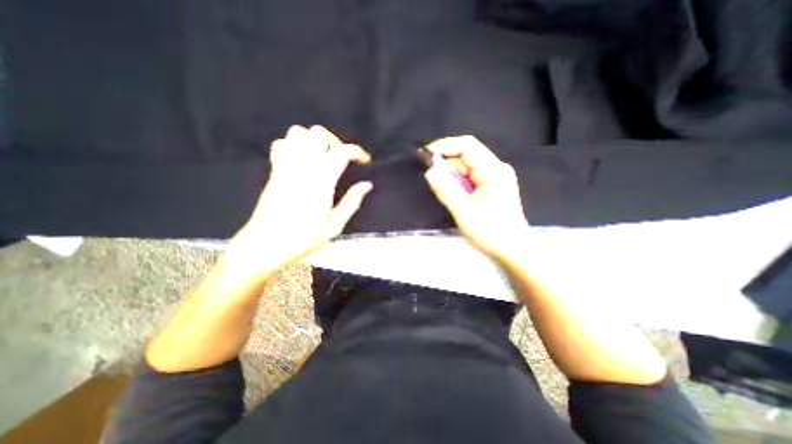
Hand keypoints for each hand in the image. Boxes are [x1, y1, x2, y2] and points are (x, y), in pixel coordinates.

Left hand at [228, 124, 372, 276]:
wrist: (266, 244)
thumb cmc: (303, 238)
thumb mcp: (334, 226)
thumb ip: (352, 202)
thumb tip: (367, 185)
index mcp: (321, 181)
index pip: (341, 152)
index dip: (357, 152)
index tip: (365, 161)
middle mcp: (303, 167)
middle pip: (319, 134)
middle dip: (335, 142)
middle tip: (341, 160)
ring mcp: (285, 166)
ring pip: (298, 133)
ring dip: (314, 140)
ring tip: (322, 157)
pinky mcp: (274, 170)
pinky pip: (281, 144)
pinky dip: (294, 145)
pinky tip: (302, 160)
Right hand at [424, 136, 527, 259]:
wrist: (514, 249)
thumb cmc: (490, 232)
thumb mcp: (463, 211)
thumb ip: (445, 190)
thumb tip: (430, 172)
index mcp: (493, 171)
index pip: (466, 146)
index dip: (444, 146)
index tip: (426, 155)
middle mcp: (497, 168)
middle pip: (467, 155)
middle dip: (447, 163)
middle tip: (432, 177)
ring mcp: (497, 176)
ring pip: (469, 166)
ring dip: (453, 174)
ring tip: (443, 190)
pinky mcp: (494, 185)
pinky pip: (473, 176)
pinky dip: (460, 181)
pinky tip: (455, 193)